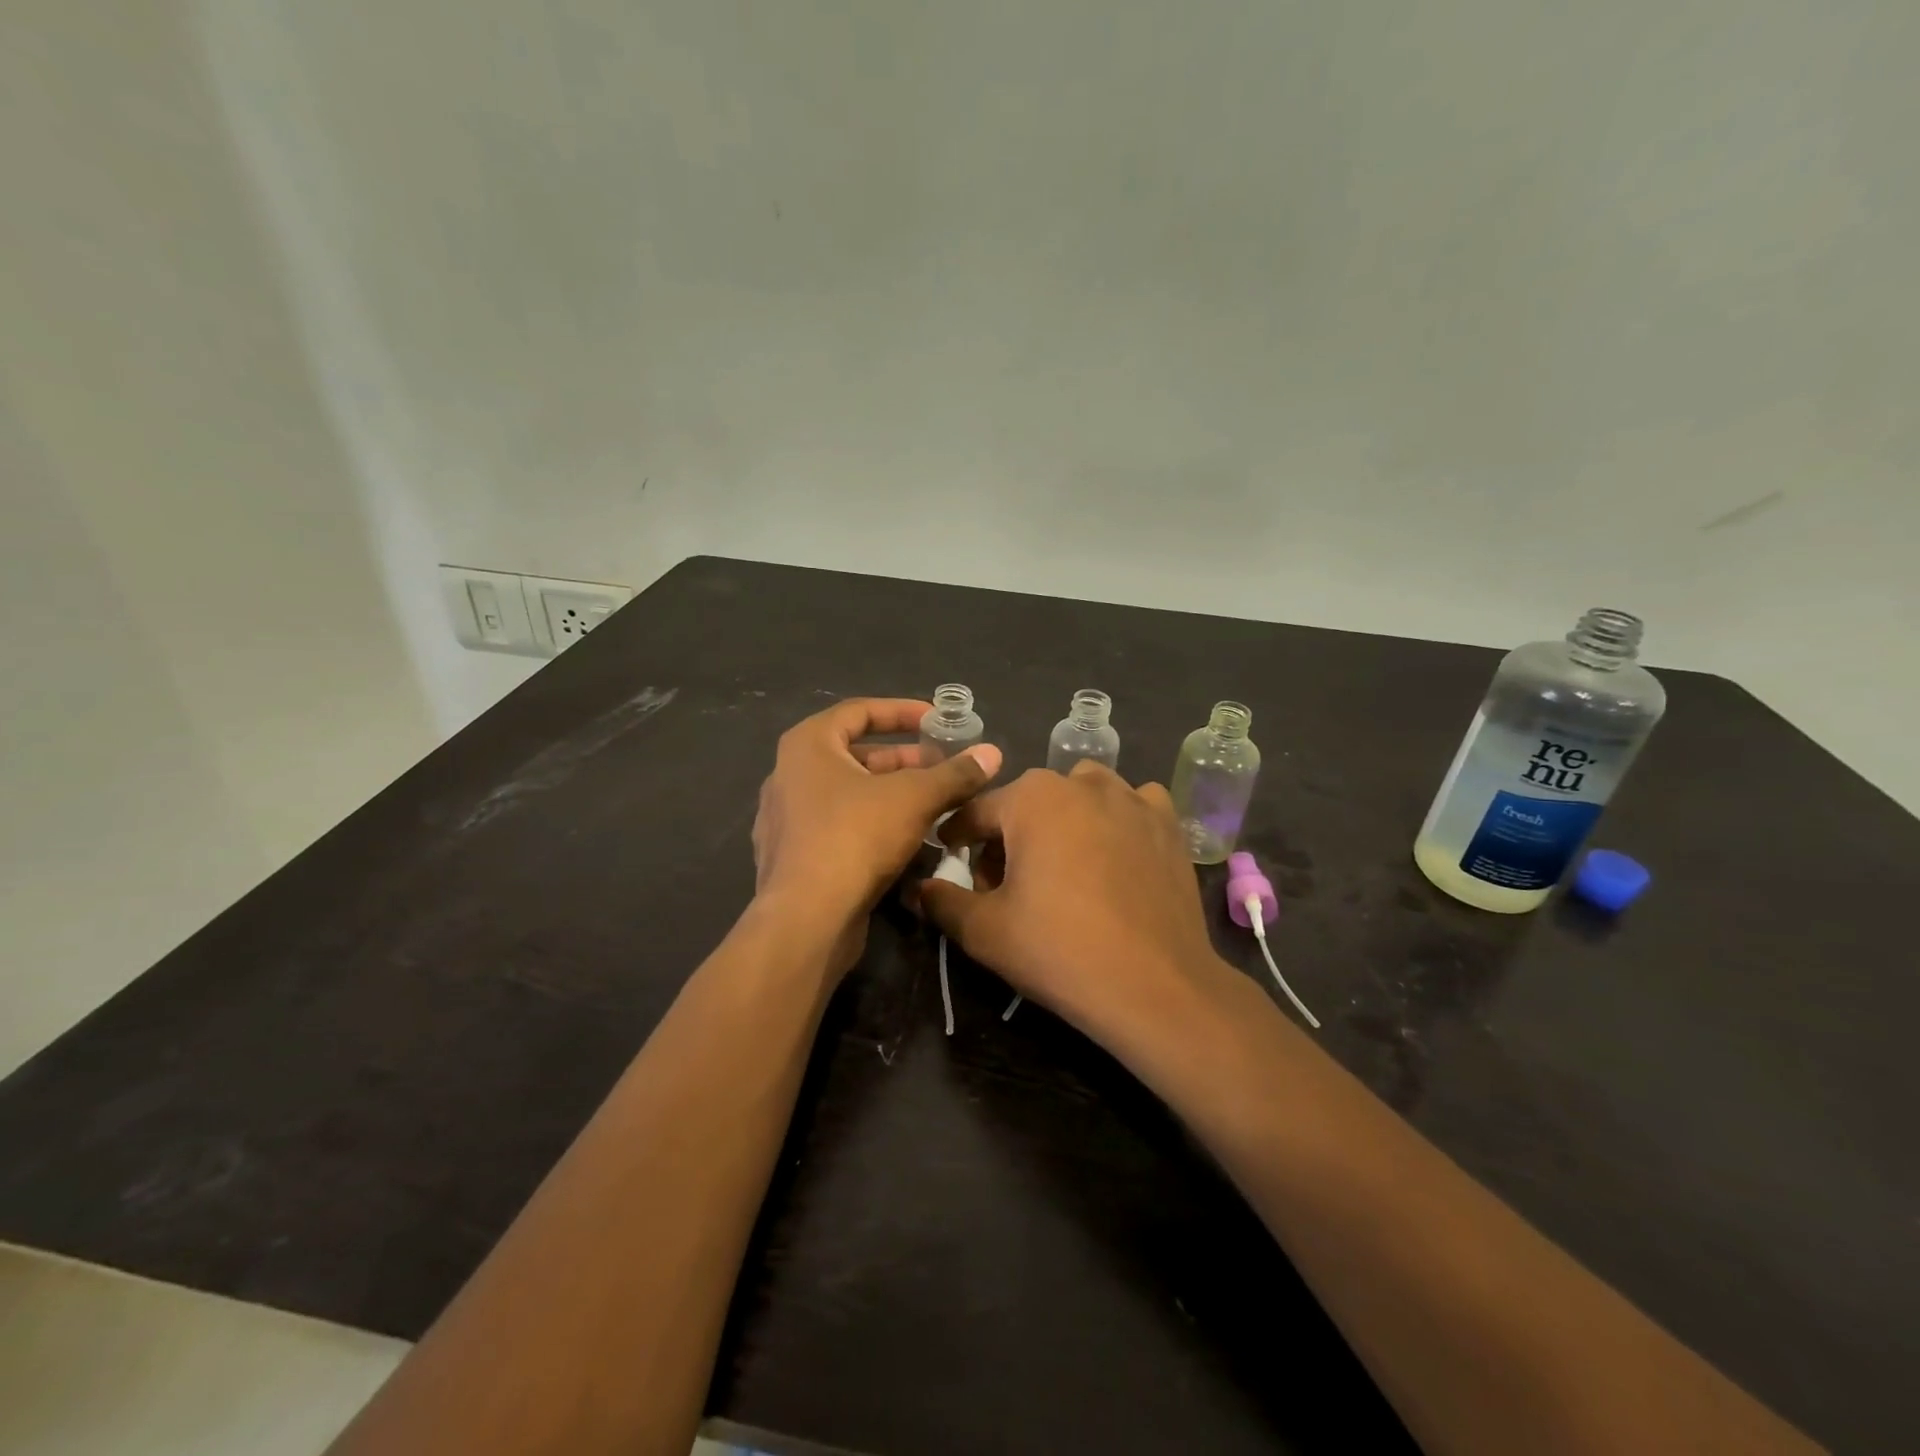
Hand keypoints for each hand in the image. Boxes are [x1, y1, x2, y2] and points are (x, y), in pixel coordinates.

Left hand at [753, 698, 1002, 969]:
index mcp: (808, 746)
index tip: (936, 720)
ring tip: (934, 803)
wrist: (807, 919)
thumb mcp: (915, 798)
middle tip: (942, 766)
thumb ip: (954, 774)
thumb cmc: (856, 837)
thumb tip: (993, 753)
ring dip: (891, 794)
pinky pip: (839, 826)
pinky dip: (872, 823)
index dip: (902, 711)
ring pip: (848, 794)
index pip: (859, 711)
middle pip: (855, 755)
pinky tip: (907, 840)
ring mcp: (787, 819)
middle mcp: (789, 775)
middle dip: (903, 759)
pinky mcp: (793, 857)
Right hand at [918, 761, 1235, 1042]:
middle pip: (1028, 803)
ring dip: (1063, 820)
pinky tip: (1116, 856)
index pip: (977, 811)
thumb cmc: (1059, 950)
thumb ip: (942, 901)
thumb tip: (918, 888)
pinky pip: (1132, 806)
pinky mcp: (1168, 822)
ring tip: (1064, 866)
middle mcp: (1082, 782)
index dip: (958, 839)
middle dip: (1010, 836)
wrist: (1156, 986)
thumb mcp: (984, 931)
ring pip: (1081, 796)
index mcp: (1031, 797)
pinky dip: (1117, 821)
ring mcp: (1132, 797)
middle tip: (1008, 884)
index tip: (952, 861)